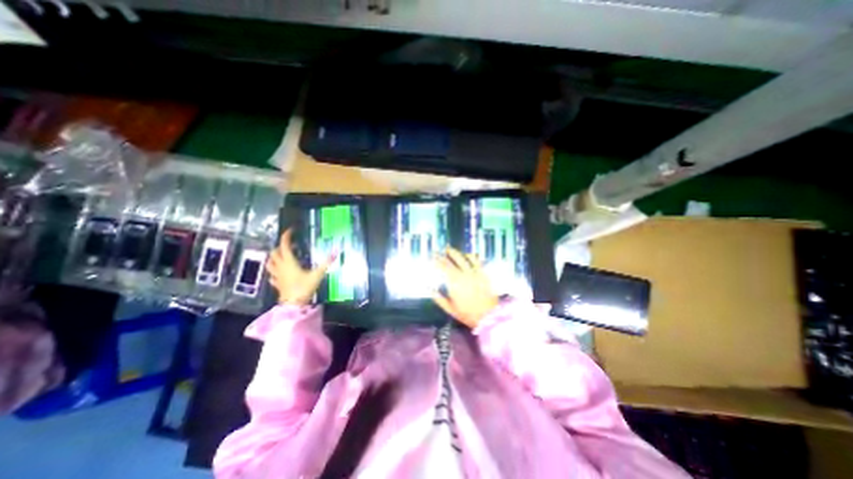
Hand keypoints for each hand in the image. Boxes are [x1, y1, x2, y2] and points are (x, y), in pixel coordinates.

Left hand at [266, 228, 335, 304]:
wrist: (293, 305)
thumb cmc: (304, 288)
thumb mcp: (318, 274)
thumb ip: (327, 262)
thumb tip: (336, 251)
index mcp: (289, 262)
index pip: (284, 245)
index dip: (286, 236)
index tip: (291, 230)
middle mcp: (281, 267)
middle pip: (274, 253)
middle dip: (280, 246)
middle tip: (289, 244)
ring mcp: (277, 276)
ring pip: (270, 263)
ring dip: (274, 257)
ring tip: (281, 255)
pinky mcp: (277, 284)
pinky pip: (272, 275)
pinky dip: (274, 271)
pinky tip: (279, 272)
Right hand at [435, 247, 500, 329]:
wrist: (489, 316)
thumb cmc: (468, 314)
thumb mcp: (450, 309)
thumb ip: (439, 298)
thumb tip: (429, 289)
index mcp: (454, 282)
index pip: (443, 267)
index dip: (437, 261)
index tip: (432, 257)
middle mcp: (463, 274)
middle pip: (452, 261)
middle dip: (443, 254)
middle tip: (438, 250)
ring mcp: (474, 272)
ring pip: (463, 258)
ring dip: (455, 253)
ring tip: (449, 249)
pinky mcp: (483, 273)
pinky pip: (476, 261)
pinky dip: (470, 256)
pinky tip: (467, 254)